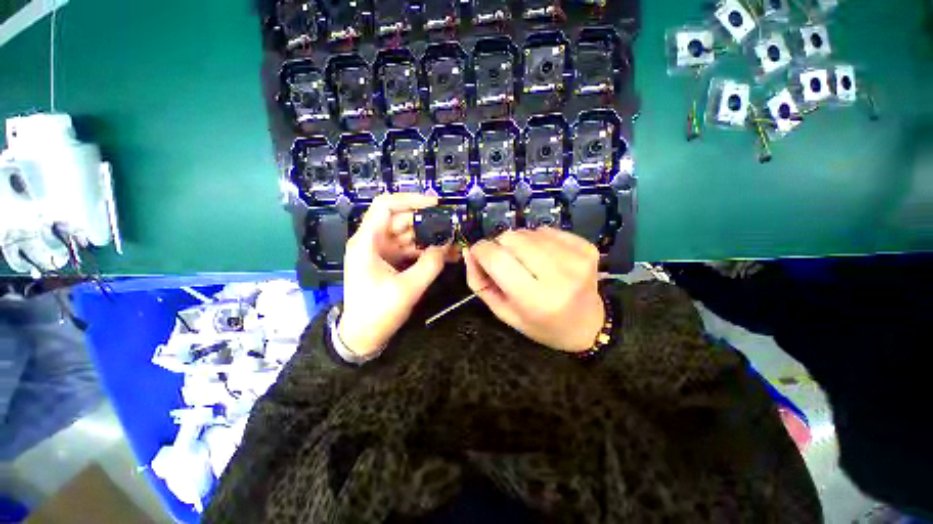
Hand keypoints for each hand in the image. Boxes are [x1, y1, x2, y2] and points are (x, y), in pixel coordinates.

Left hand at [338, 193, 450, 356]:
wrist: (363, 336)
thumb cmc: (377, 312)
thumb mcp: (407, 288)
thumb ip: (430, 264)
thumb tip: (446, 245)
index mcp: (367, 242)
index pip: (385, 206)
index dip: (410, 200)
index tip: (435, 205)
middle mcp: (373, 241)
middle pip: (402, 220)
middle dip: (428, 223)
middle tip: (452, 228)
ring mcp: (382, 251)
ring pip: (409, 235)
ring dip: (431, 238)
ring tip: (454, 244)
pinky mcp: (390, 262)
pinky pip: (411, 249)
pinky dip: (427, 251)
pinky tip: (446, 255)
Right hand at [464, 228, 604, 353]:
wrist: (587, 326)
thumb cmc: (540, 324)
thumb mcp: (503, 313)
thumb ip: (480, 283)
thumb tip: (469, 251)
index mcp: (535, 300)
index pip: (497, 258)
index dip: (481, 250)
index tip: (479, 255)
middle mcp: (558, 276)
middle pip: (512, 237)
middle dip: (500, 246)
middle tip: (507, 263)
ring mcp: (576, 259)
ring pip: (528, 231)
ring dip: (520, 243)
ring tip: (528, 263)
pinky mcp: (586, 247)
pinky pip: (546, 230)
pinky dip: (538, 240)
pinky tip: (544, 257)